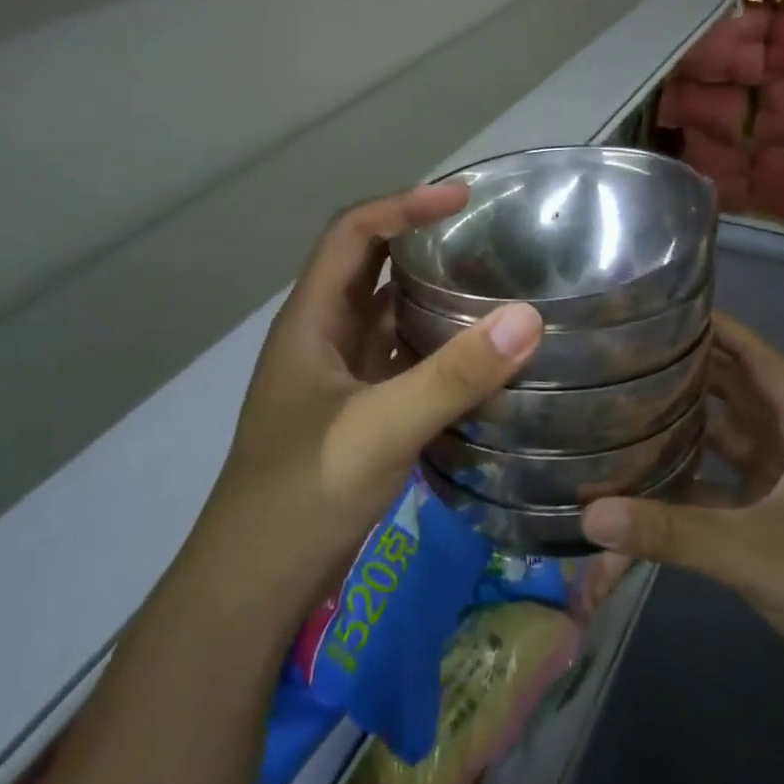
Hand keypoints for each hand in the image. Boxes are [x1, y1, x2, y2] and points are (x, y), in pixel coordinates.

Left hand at [187, 184, 543, 620]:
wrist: (256, 583)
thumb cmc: (304, 494)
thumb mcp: (380, 428)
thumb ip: (453, 375)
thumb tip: (528, 316)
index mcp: (311, 321)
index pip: (353, 234)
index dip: (403, 205)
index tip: (464, 199)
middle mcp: (321, 338)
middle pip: (368, 268)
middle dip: (420, 243)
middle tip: (486, 237)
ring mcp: (337, 379)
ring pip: (385, 316)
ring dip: (430, 296)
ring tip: (492, 285)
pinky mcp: (355, 414)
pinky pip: (399, 361)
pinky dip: (434, 348)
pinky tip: (477, 357)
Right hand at [579, 313, 783, 709]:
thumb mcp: (752, 553)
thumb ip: (670, 533)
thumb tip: (590, 517)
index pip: (763, 361)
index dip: (724, 331)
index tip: (674, 310)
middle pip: (743, 395)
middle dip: (695, 375)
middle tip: (635, 357)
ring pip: (736, 441)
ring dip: (694, 425)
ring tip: (636, 405)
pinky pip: (733, 484)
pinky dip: (700, 477)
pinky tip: (658, 478)